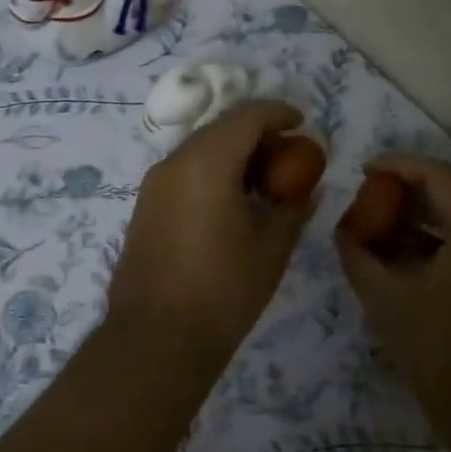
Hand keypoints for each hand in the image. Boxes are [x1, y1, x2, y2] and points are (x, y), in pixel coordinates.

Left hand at [106, 101, 315, 364]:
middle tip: (287, 157)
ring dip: (232, 154)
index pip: (246, 117)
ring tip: (263, 183)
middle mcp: (174, 163)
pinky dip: (211, 173)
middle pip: (220, 129)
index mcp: (206, 163)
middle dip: (256, 134)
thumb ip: (292, 210)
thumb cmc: (222, 292)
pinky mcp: (144, 207)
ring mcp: (153, 185)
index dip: (278, 113)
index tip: (302, 123)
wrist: (155, 338)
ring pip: (199, 150)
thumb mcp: (270, 250)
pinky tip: (232, 203)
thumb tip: (307, 190)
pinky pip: (183, 173)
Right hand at [335, 155, 450, 419]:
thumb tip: (343, 232)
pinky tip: (401, 261)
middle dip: (405, 194)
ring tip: (376, 230)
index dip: (397, 166)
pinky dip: (435, 246)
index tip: (363, 171)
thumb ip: (359, 257)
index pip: (438, 176)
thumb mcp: (387, 301)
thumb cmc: (441, 353)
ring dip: (419, 221)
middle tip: (366, 200)